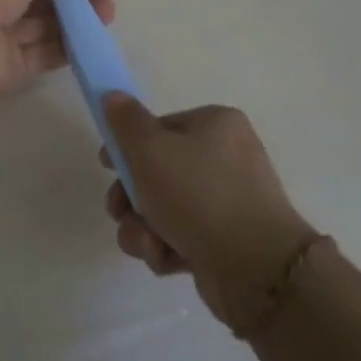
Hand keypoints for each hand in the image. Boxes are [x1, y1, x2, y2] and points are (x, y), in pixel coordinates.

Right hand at [100, 97, 316, 329]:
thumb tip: (113, 95)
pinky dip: (166, 248)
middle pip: (156, 172)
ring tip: (148, 242)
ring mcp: (227, 202)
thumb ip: (126, 122)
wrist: (255, 266)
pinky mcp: (224, 240)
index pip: (159, 127)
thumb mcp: (151, 150)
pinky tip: (168, 258)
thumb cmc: (199, 195)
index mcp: (215, 125)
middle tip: (119, 212)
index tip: (106, 166)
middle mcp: (225, 158)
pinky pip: (180, 237)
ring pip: (162, 209)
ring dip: (143, 228)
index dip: (127, 146)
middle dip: (131, 198)